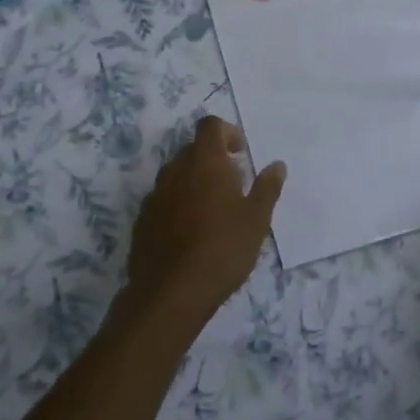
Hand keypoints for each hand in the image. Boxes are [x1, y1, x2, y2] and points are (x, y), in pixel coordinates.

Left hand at [120, 115, 285, 334]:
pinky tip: (191, 233)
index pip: (210, 126)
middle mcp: (175, 170)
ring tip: (214, 211)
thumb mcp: (256, 219)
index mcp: (204, 162)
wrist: (170, 293)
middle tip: (234, 185)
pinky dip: (178, 204)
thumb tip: (277, 165)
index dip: (227, 133)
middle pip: (193, 150)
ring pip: (177, 175)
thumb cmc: (223, 249)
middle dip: (213, 159)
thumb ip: (267, 188)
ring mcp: (155, 195)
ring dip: (194, 182)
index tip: (241, 154)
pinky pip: (164, 200)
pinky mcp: (143, 219)